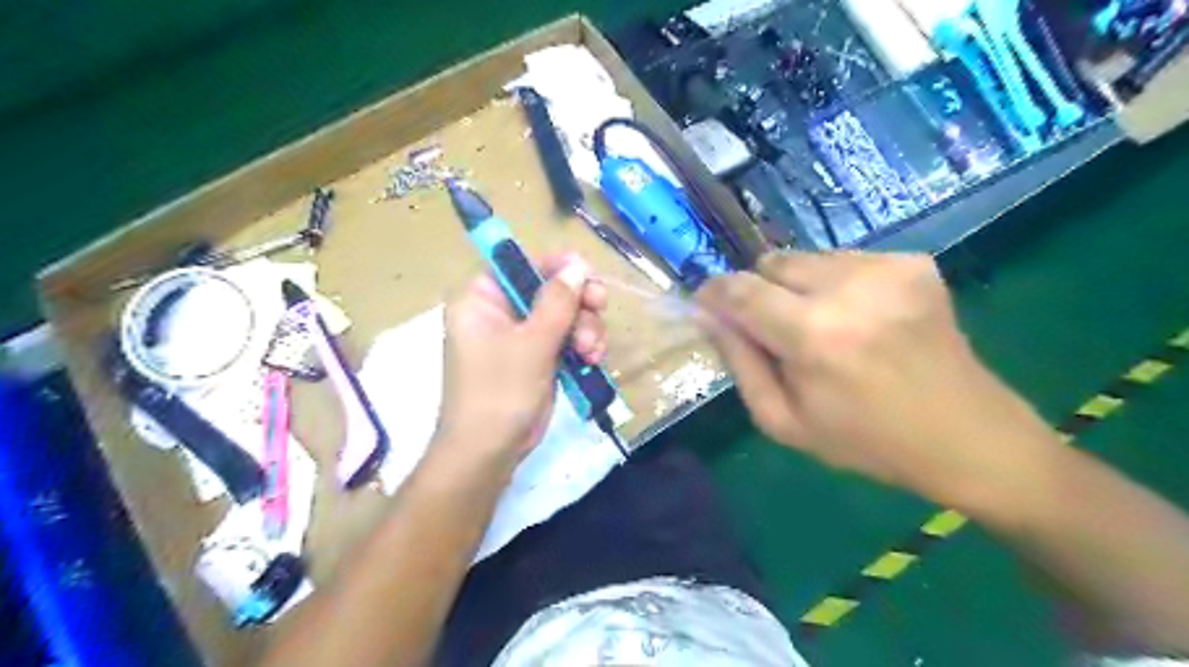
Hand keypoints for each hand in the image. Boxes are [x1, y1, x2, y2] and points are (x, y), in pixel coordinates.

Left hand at [434, 252, 608, 471]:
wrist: (489, 452)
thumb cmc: (500, 391)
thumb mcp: (531, 342)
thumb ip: (557, 301)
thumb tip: (578, 265)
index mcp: (483, 298)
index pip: (522, 263)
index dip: (557, 266)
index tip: (588, 276)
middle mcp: (500, 312)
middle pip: (549, 289)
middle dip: (578, 304)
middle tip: (599, 311)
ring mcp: (520, 337)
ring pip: (564, 315)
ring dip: (585, 329)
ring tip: (592, 353)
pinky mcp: (536, 359)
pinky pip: (566, 340)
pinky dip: (582, 347)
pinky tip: (593, 361)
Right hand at [700, 253, 1058, 507]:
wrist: (966, 434)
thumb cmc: (865, 440)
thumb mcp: (783, 421)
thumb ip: (738, 362)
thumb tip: (708, 315)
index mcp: (814, 335)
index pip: (740, 290)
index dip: (715, 293)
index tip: (707, 304)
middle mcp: (850, 288)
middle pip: (771, 263)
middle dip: (760, 291)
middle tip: (777, 330)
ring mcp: (887, 268)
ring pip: (806, 258)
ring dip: (798, 287)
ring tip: (824, 326)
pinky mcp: (913, 262)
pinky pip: (844, 260)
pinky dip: (836, 284)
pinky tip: (859, 319)